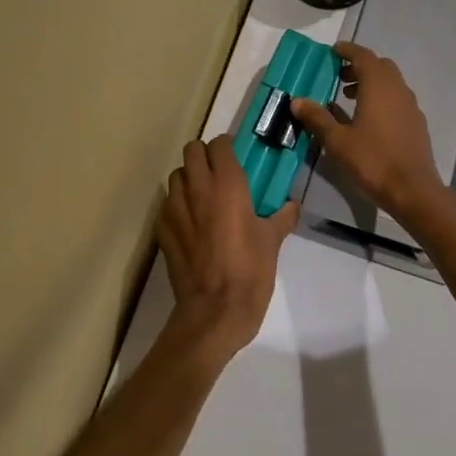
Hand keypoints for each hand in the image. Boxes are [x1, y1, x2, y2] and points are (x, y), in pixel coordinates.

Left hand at [157, 135, 299, 361]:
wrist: (216, 310)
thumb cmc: (250, 270)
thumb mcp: (272, 241)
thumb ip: (282, 217)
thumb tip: (292, 205)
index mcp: (228, 184)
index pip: (219, 145)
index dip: (227, 148)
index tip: (236, 158)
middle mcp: (198, 188)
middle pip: (192, 151)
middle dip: (204, 156)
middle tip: (218, 173)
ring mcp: (175, 208)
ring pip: (175, 176)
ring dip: (188, 179)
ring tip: (202, 197)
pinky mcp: (162, 229)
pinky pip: (166, 205)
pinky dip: (176, 206)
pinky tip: (189, 223)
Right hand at [292, 41, 448, 221]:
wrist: (413, 190)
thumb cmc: (373, 160)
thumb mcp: (337, 140)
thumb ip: (317, 118)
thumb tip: (297, 101)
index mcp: (378, 86)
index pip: (363, 56)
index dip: (347, 50)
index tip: (333, 51)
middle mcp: (398, 89)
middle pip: (379, 66)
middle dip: (359, 67)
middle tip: (338, 77)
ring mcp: (410, 106)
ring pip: (390, 83)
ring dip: (370, 83)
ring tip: (348, 99)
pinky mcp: (416, 123)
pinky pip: (397, 99)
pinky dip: (381, 98)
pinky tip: (367, 120)